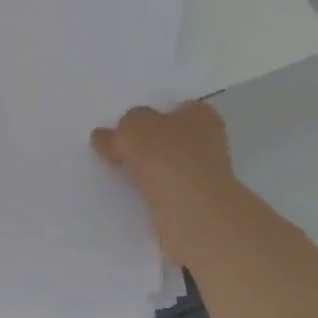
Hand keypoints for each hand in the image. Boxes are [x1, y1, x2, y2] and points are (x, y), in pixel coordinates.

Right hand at [92, 102, 238, 267]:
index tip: (129, 128)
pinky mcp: (199, 201)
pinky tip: (136, 193)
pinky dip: (155, 190)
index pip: (177, 108)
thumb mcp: (132, 126)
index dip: (152, 115)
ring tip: (122, 174)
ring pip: (171, 165)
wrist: (189, 208)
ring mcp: (207, 173)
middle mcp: (209, 141)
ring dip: (152, 169)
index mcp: (201, 115)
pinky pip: (170, 189)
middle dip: (151, 143)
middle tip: (120, 150)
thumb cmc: (164, 154)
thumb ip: (121, 126)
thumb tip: (107, 135)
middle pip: (173, 137)